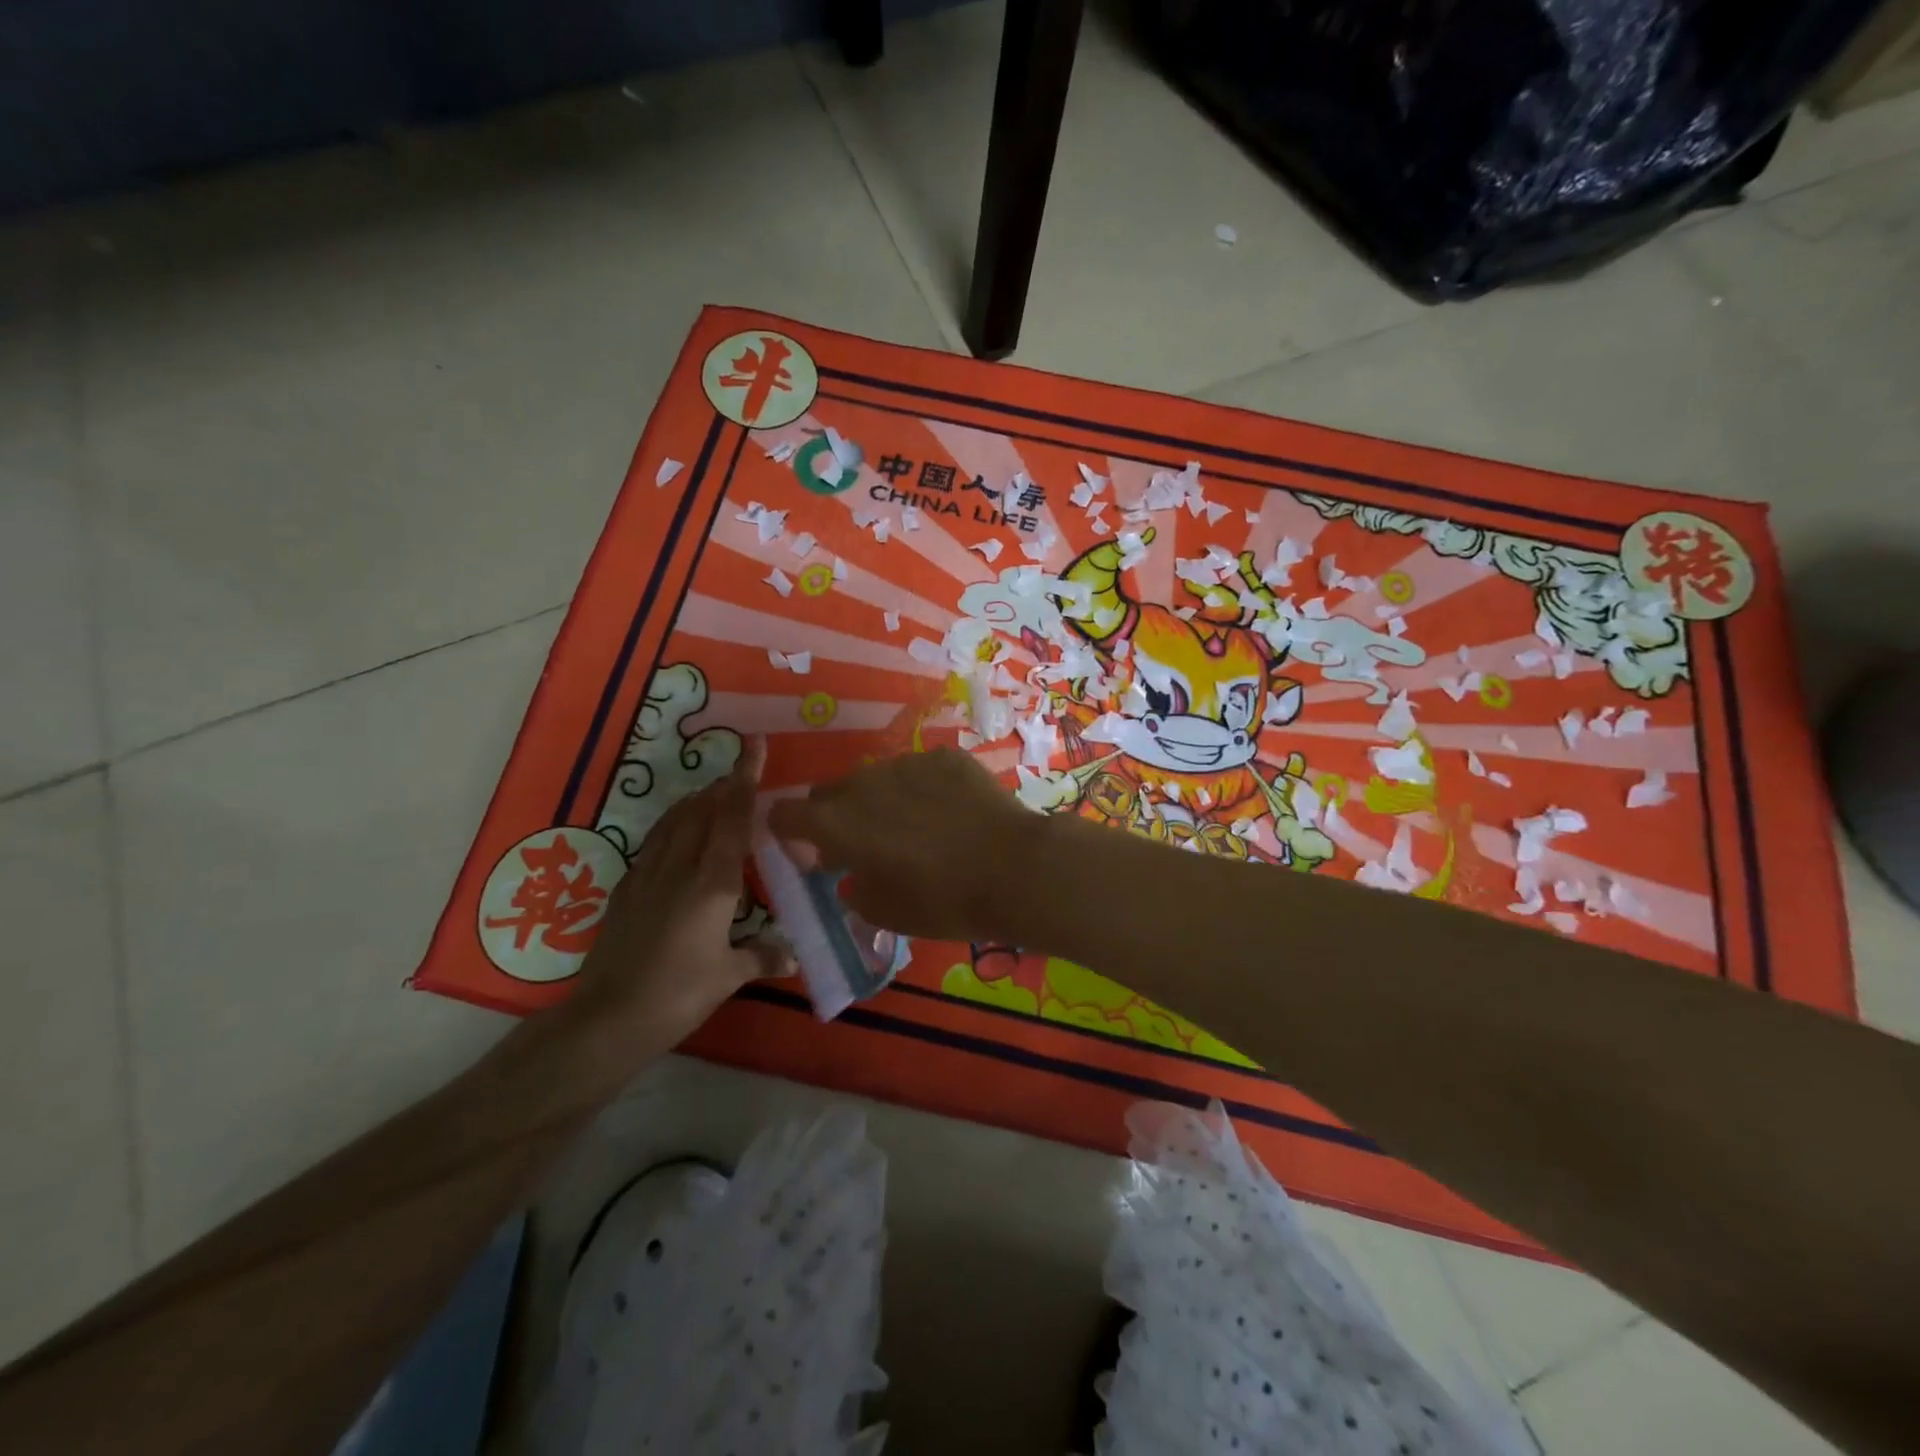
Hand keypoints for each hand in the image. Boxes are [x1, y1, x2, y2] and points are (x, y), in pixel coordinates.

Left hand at [565, 736, 791, 1052]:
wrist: (608, 1018)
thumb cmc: (678, 993)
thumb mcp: (728, 976)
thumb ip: (762, 956)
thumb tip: (792, 955)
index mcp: (712, 883)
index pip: (732, 819)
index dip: (745, 779)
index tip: (753, 745)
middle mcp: (679, 869)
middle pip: (701, 811)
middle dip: (721, 787)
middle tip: (739, 773)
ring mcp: (647, 877)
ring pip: (673, 823)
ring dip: (694, 803)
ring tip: (709, 794)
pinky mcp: (625, 893)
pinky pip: (653, 845)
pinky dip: (670, 829)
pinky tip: (673, 838)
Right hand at [768, 748, 1044, 941]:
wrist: (1014, 868)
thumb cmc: (942, 901)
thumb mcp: (884, 911)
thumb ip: (853, 886)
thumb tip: (853, 872)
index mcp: (837, 822)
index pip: (784, 814)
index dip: (789, 833)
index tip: (812, 853)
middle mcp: (863, 783)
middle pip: (830, 793)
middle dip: (835, 818)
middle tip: (864, 846)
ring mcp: (906, 763)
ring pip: (875, 779)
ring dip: (879, 801)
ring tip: (915, 829)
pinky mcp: (945, 757)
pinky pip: (917, 771)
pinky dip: (921, 789)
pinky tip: (949, 813)